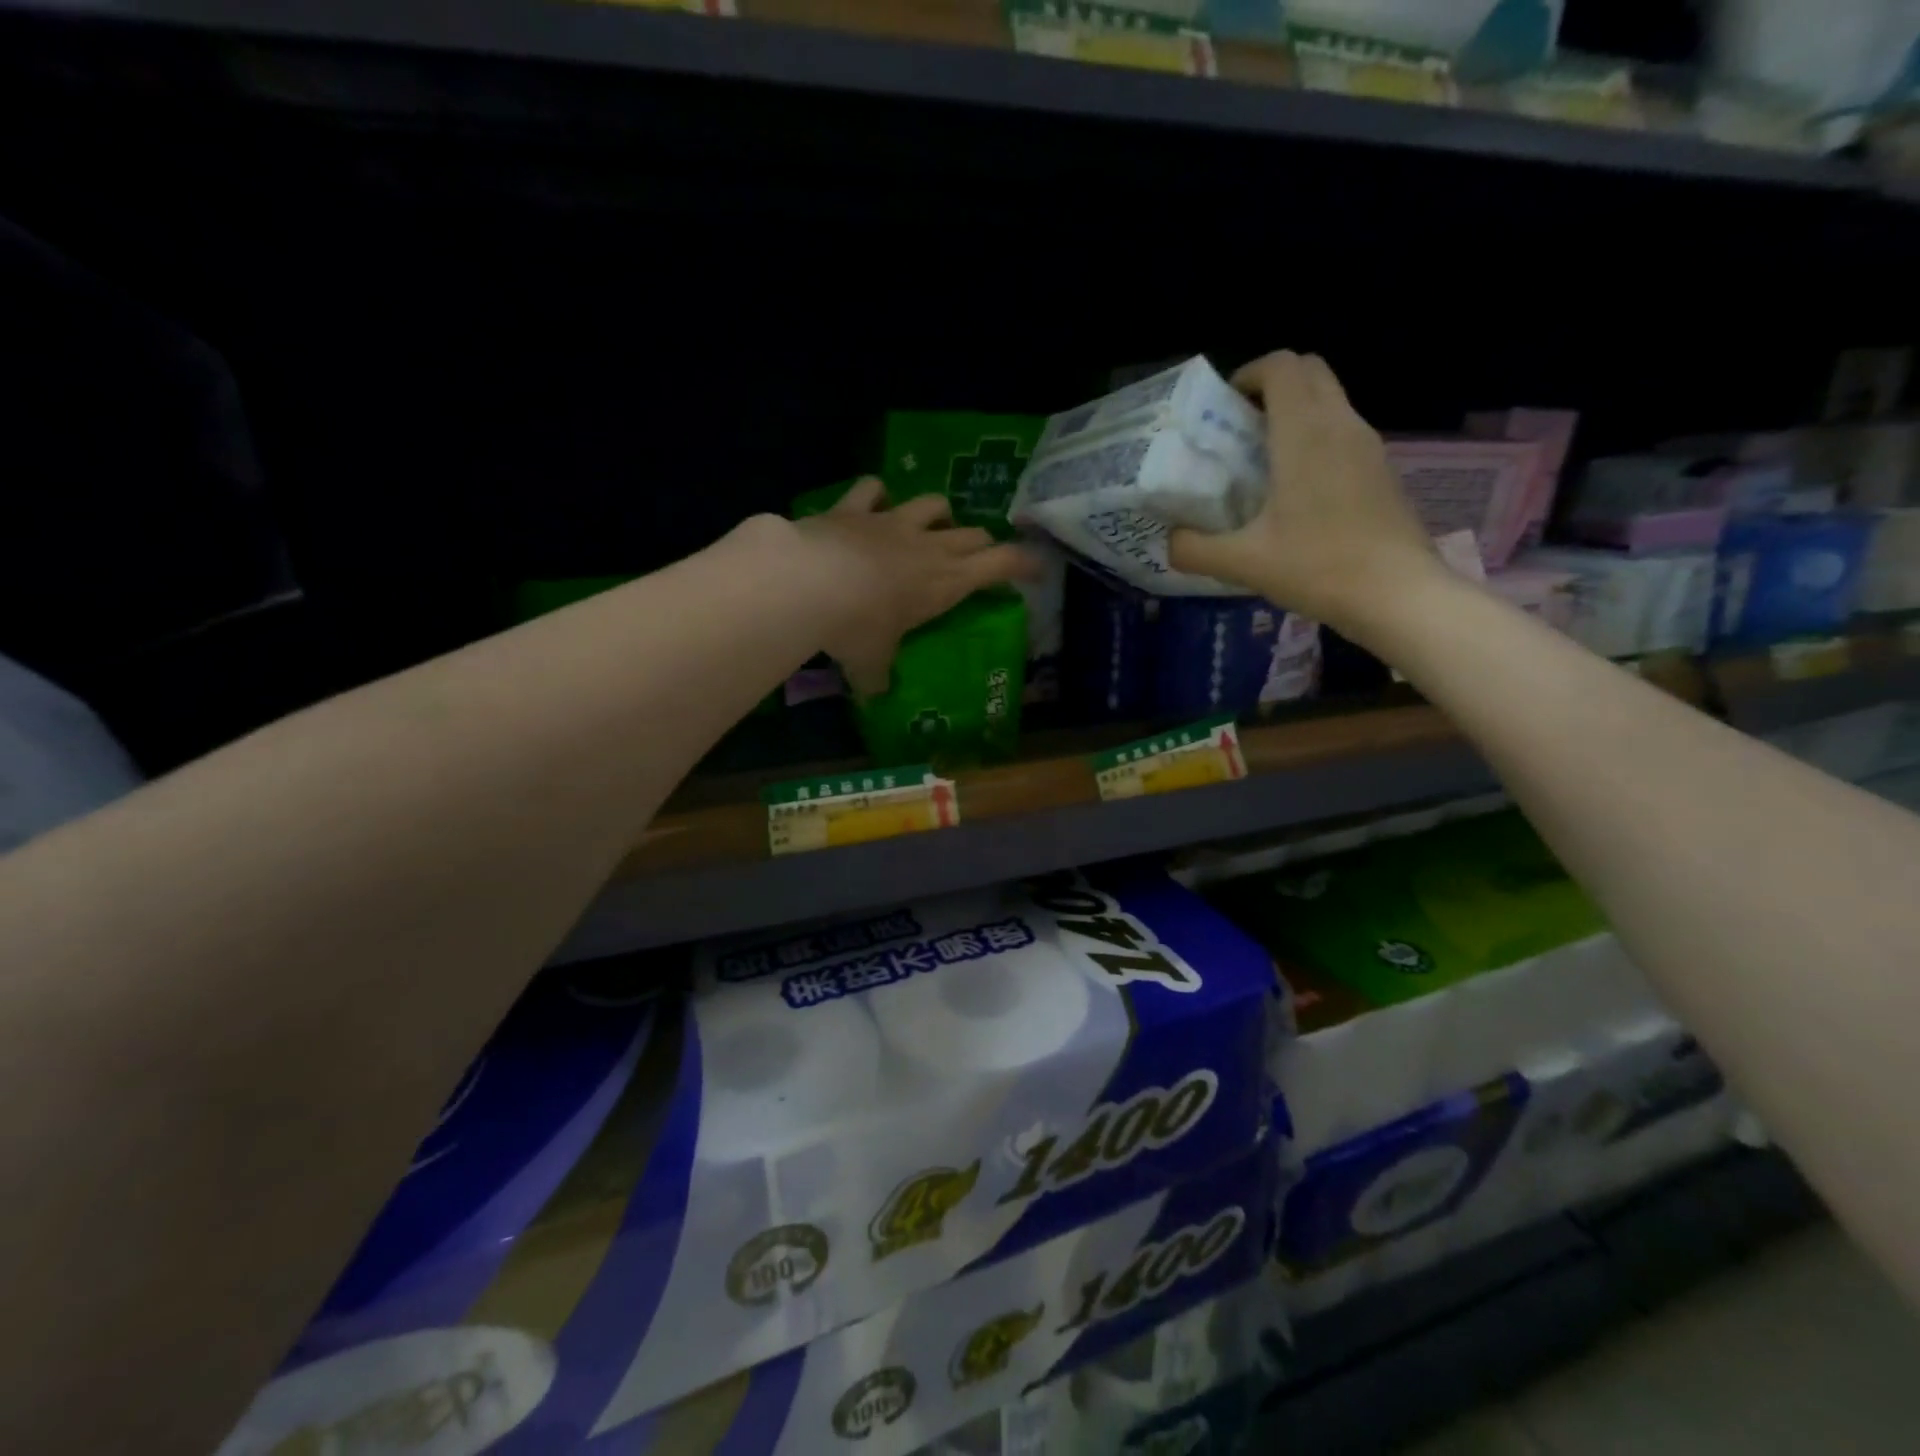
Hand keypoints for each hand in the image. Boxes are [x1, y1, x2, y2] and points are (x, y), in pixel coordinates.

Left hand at [791, 478, 1035, 694]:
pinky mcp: (855, 508)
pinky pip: (873, 488)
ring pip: (933, 503)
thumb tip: (875, 695)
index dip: (1024, 563)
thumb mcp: (871, 663)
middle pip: (974, 534)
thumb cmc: (857, 628)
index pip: (1001, 564)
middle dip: (982, 545)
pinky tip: (874, 502)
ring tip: (933, 526)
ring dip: (940, 514)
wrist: (809, 582)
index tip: (1038, 568)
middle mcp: (928, 546)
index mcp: (946, 582)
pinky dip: (877, 494)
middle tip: (978, 559)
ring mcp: (892, 521)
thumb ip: (877, 677)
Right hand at [1168, 352, 1442, 642]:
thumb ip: (1194, 548)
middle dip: (1271, 387)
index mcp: (1304, 433)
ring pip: (1329, 401)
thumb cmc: (1318, 568)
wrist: (1398, 594)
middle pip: (1309, 371)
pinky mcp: (1381, 469)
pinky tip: (1296, 490)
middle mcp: (1340, 424)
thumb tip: (1169, 540)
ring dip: (1295, 413)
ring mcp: (1368, 445)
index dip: (1248, 374)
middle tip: (1240, 430)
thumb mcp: (1242, 563)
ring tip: (1262, 462)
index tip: (1223, 408)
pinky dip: (1316, 439)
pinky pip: (1343, 432)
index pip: (1281, 366)